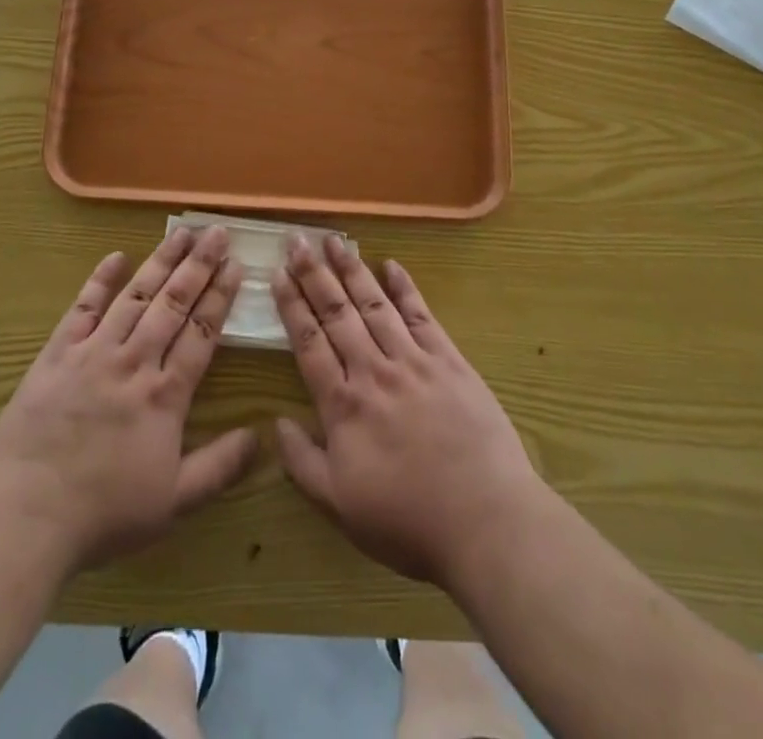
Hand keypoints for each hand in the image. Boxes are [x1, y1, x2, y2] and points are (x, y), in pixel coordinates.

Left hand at [0, 226, 258, 574]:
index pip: (201, 332)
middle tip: (217, 232)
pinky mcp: (57, 353)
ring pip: (135, 296)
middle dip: (198, 265)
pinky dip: (101, 280)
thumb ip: (219, 467)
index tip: (236, 265)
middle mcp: (133, 361)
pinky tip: (116, 256)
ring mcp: (93, 352)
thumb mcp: (173, 502)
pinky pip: (83, 308)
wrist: (25, 515)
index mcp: (165, 394)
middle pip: (173, 303)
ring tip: (182, 234)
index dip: (220, 296)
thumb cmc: (103, 513)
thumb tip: (260, 436)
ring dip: (161, 262)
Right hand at [272, 235, 544, 589]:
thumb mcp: (341, 507)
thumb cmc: (409, 521)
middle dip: (314, 274)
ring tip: (334, 241)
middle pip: (337, 313)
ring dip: (351, 270)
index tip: (278, 274)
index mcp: (343, 405)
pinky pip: (421, 315)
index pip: (309, 342)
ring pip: (374, 305)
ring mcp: (413, 361)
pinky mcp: (449, 360)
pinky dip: (404, 288)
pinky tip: (391, 265)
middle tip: (297, 240)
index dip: (292, 306)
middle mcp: (373, 371)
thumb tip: (275, 423)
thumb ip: (303, 463)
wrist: (486, 521)